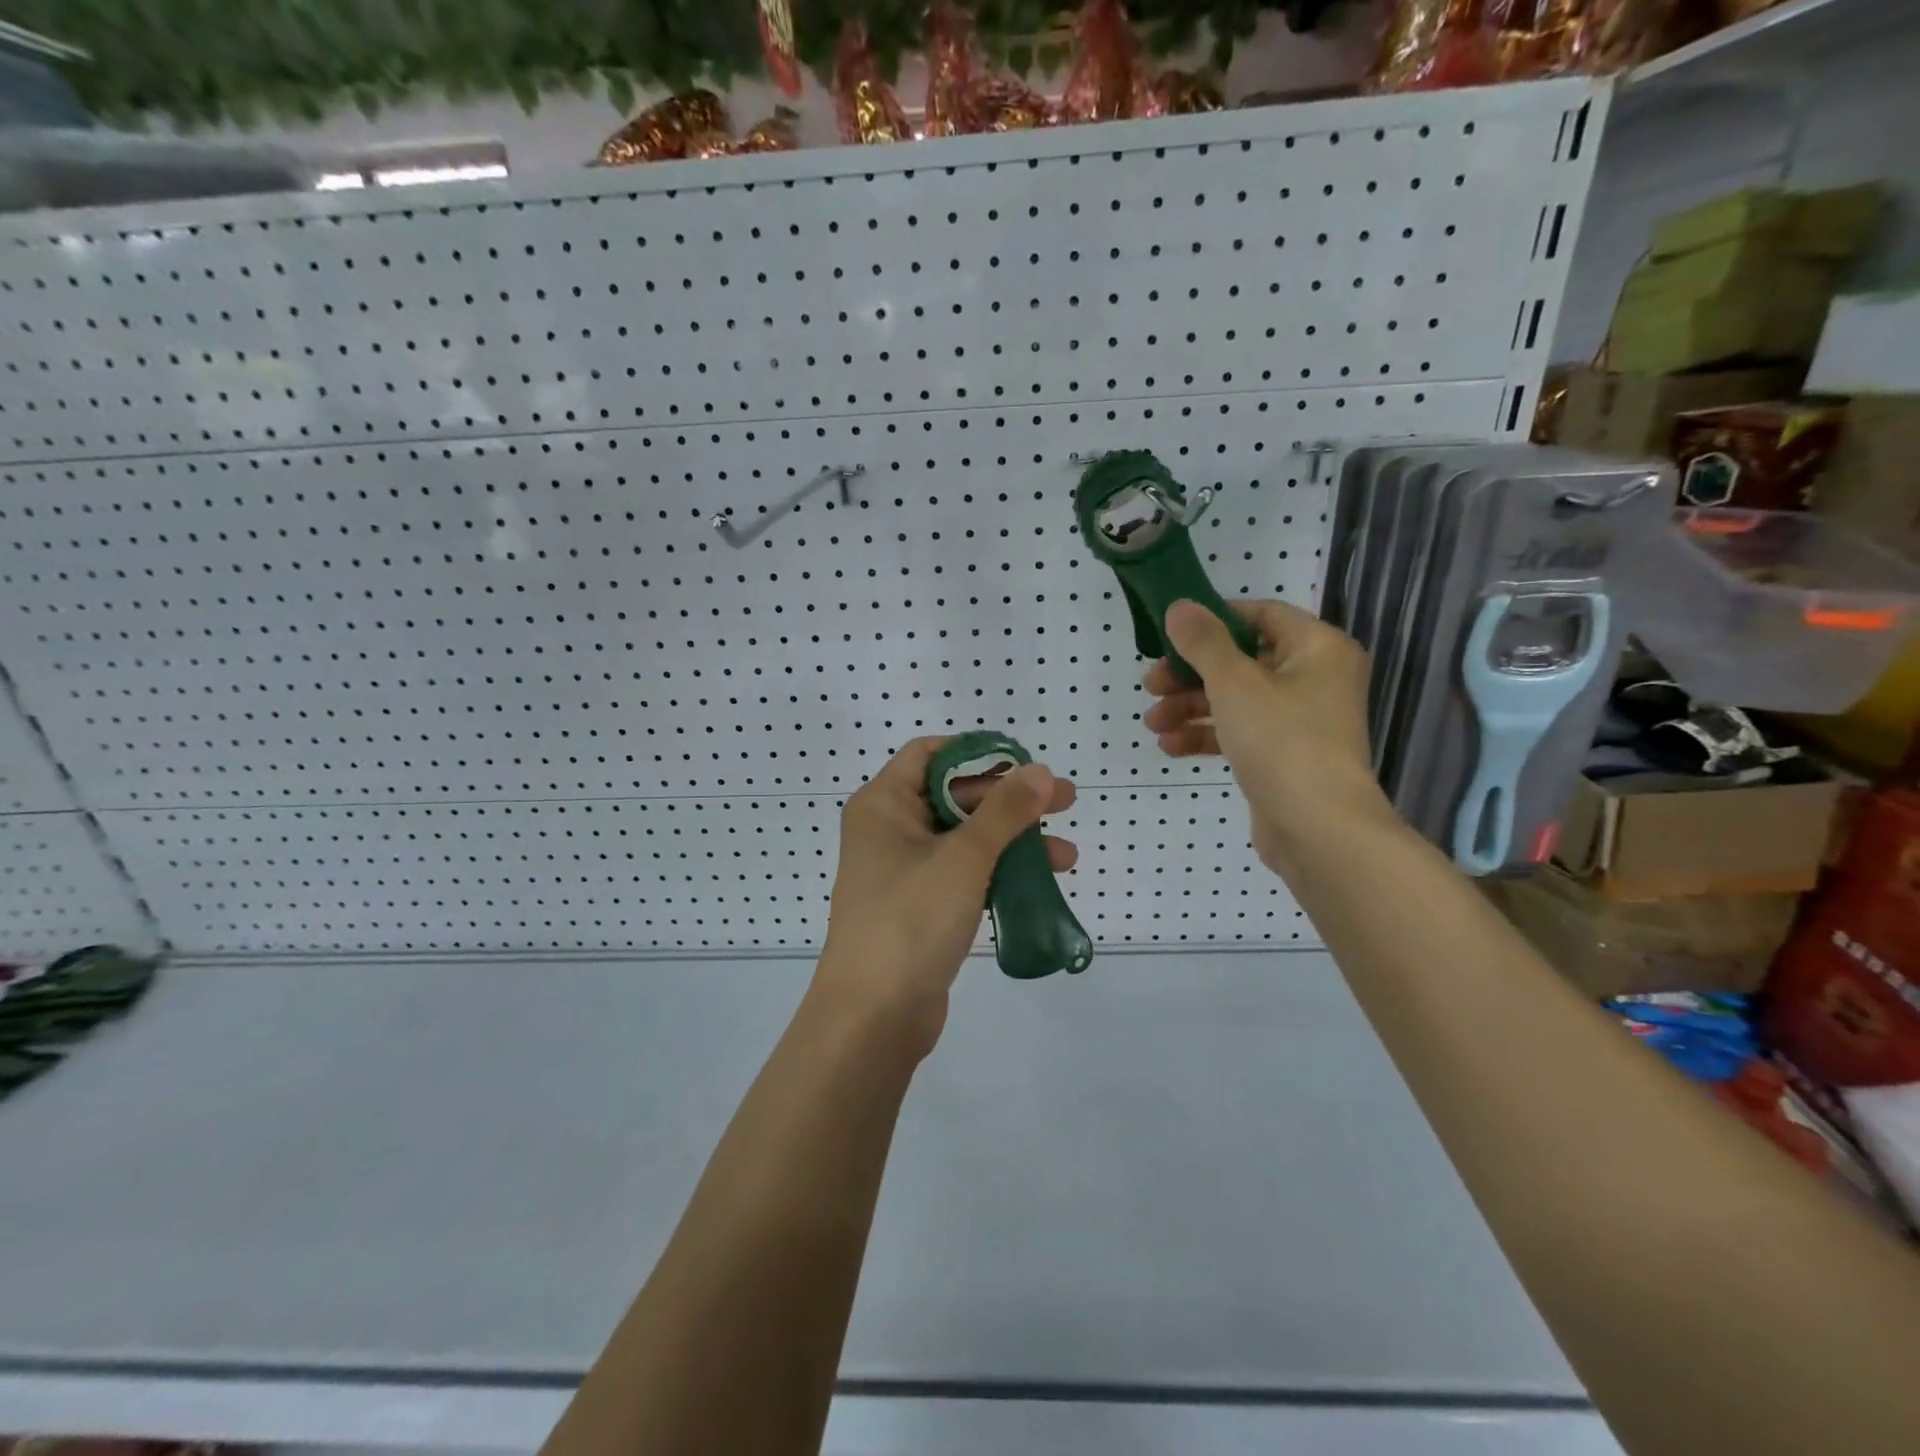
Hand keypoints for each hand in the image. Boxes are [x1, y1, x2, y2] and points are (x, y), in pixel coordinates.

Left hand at [815, 737, 1076, 1054]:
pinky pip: (963, 874)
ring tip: (1067, 856)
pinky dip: (998, 872)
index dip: (978, 752)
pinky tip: (1040, 883)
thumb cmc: (911, 919)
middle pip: (955, 796)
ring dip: (1013, 841)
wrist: (872, 1017)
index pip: (930, 754)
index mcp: (884, 804)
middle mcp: (889, 830)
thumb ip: (1005, 811)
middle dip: (1011, 801)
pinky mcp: (920, 906)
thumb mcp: (964, 858)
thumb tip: (1040, 771)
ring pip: (965, 839)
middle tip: (1066, 803)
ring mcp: (904, 871)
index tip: (1025, 762)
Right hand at [1143, 599, 1392, 874]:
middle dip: (1190, 674)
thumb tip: (1179, 606)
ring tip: (1153, 723)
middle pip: (1242, 660)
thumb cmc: (1282, 741)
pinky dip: (1207, 735)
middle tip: (1151, 685)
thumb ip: (1203, 642)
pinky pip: (1240, 733)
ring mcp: (1300, 721)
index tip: (1171, 634)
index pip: (1262, 614)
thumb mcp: (1234, 683)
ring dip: (1190, 707)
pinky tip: (1170, 746)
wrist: (1318, 829)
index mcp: (1317, 648)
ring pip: (1235, 700)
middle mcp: (1314, 679)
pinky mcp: (1284, 756)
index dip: (1214, 619)